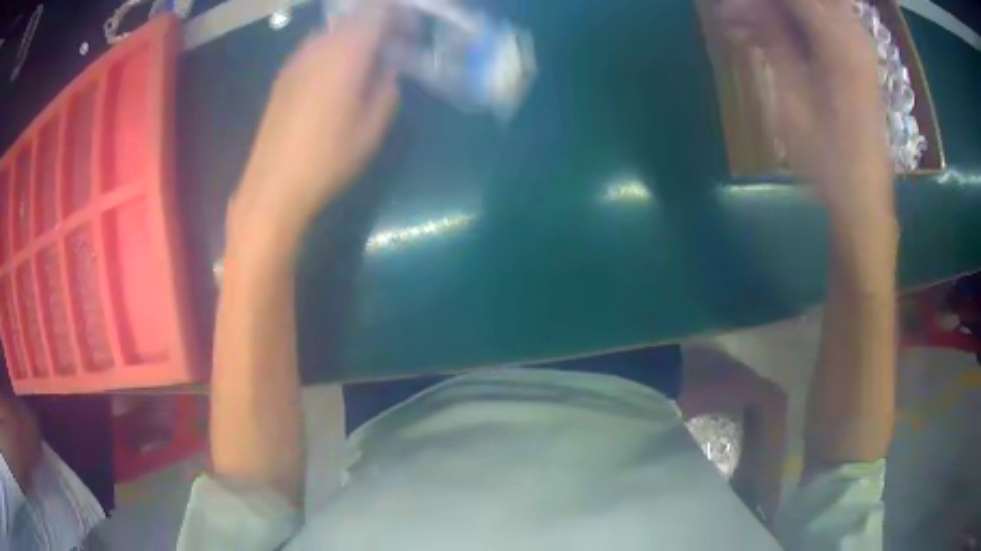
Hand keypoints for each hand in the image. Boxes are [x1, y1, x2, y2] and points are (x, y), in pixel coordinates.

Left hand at [230, 9, 398, 237]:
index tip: (412, 33)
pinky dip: (335, 50)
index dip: (400, 14)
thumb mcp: (373, 128)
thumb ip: (387, 87)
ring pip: (334, 31)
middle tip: (394, 49)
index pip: (377, 10)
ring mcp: (296, 59)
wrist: (273, 186)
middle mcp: (318, 46)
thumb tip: (388, 67)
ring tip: (367, 65)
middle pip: (354, 17)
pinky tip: (339, 78)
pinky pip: (316, 47)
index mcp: (345, 53)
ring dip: (356, 38)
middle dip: (380, 25)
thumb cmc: (328, 160)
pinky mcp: (283, 75)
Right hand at [714, 0, 892, 214]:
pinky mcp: (852, 59)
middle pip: (803, 1)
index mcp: (839, 41)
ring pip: (808, 10)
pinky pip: (816, 26)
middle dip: (766, 6)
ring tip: (738, 29)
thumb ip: (774, 39)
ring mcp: (854, 46)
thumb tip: (746, 4)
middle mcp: (851, 33)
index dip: (758, 0)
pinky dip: (789, 28)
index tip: (729, 7)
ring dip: (773, 15)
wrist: (862, 199)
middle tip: (732, 17)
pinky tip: (761, 41)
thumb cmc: (827, 159)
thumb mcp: (793, 98)